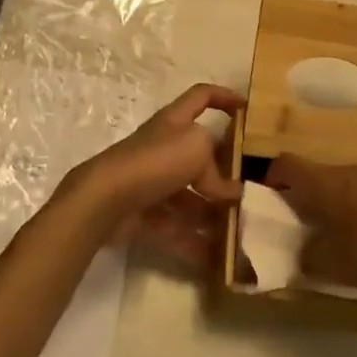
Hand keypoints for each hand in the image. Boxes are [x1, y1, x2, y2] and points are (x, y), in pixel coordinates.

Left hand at [52, 84, 244, 258]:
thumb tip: (229, 191)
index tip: (246, 110)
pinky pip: (174, 226)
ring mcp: (152, 181)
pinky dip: (193, 241)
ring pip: (188, 196)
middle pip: (198, 156)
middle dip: (223, 174)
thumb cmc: (155, 160)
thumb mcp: (196, 148)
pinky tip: (215, 260)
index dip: (224, 97)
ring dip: (211, 214)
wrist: (107, 198)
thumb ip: (217, 168)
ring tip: (237, 233)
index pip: (201, 96)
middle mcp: (163, 147)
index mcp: (175, 122)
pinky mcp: (143, 212)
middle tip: (248, 194)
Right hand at [265, 156, 356, 288]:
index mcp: (322, 182)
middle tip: (309, 223)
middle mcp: (347, 169)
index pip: (286, 164)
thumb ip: (309, 258)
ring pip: (349, 183)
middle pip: (319, 174)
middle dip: (310, 195)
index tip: (271, 197)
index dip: (274, 177)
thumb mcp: (331, 264)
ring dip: (341, 202)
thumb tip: (302, 254)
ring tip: (346, 232)